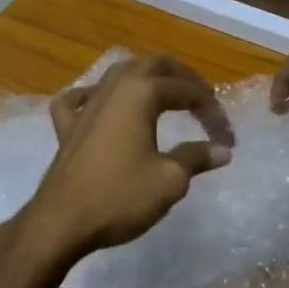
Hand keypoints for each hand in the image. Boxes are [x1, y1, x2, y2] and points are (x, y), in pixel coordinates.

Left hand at [23, 55, 234, 261]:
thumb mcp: (170, 180)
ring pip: (118, 74)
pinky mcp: (66, 128)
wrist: (62, 222)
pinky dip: (94, 95)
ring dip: (145, 78)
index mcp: (140, 94)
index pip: (186, 90)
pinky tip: (99, 102)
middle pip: (152, 65)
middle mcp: (112, 89)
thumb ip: (196, 158)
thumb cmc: (120, 197)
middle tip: (203, 98)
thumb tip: (221, 151)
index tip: (226, 138)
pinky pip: (78, 99)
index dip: (211, 109)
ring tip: (165, 95)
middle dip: (183, 77)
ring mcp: (85, 106)